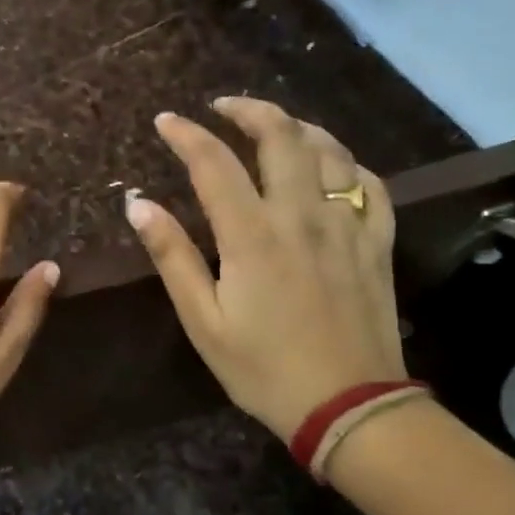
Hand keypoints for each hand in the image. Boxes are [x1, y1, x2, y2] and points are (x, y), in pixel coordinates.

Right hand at [125, 99, 405, 440]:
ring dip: (298, 127)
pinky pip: (370, 186)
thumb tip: (138, 204)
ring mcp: (347, 226)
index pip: (214, 163)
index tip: (165, 121)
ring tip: (274, 126)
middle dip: (249, 110)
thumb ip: (172, 255)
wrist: (350, 407)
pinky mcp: (377, 245)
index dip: (186, 134)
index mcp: (252, 235)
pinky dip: (346, 165)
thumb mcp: (202, 319)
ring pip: (331, 151)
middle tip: (223, 107)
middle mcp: (303, 216)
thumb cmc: (262, 368)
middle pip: (282, 137)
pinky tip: (332, 168)